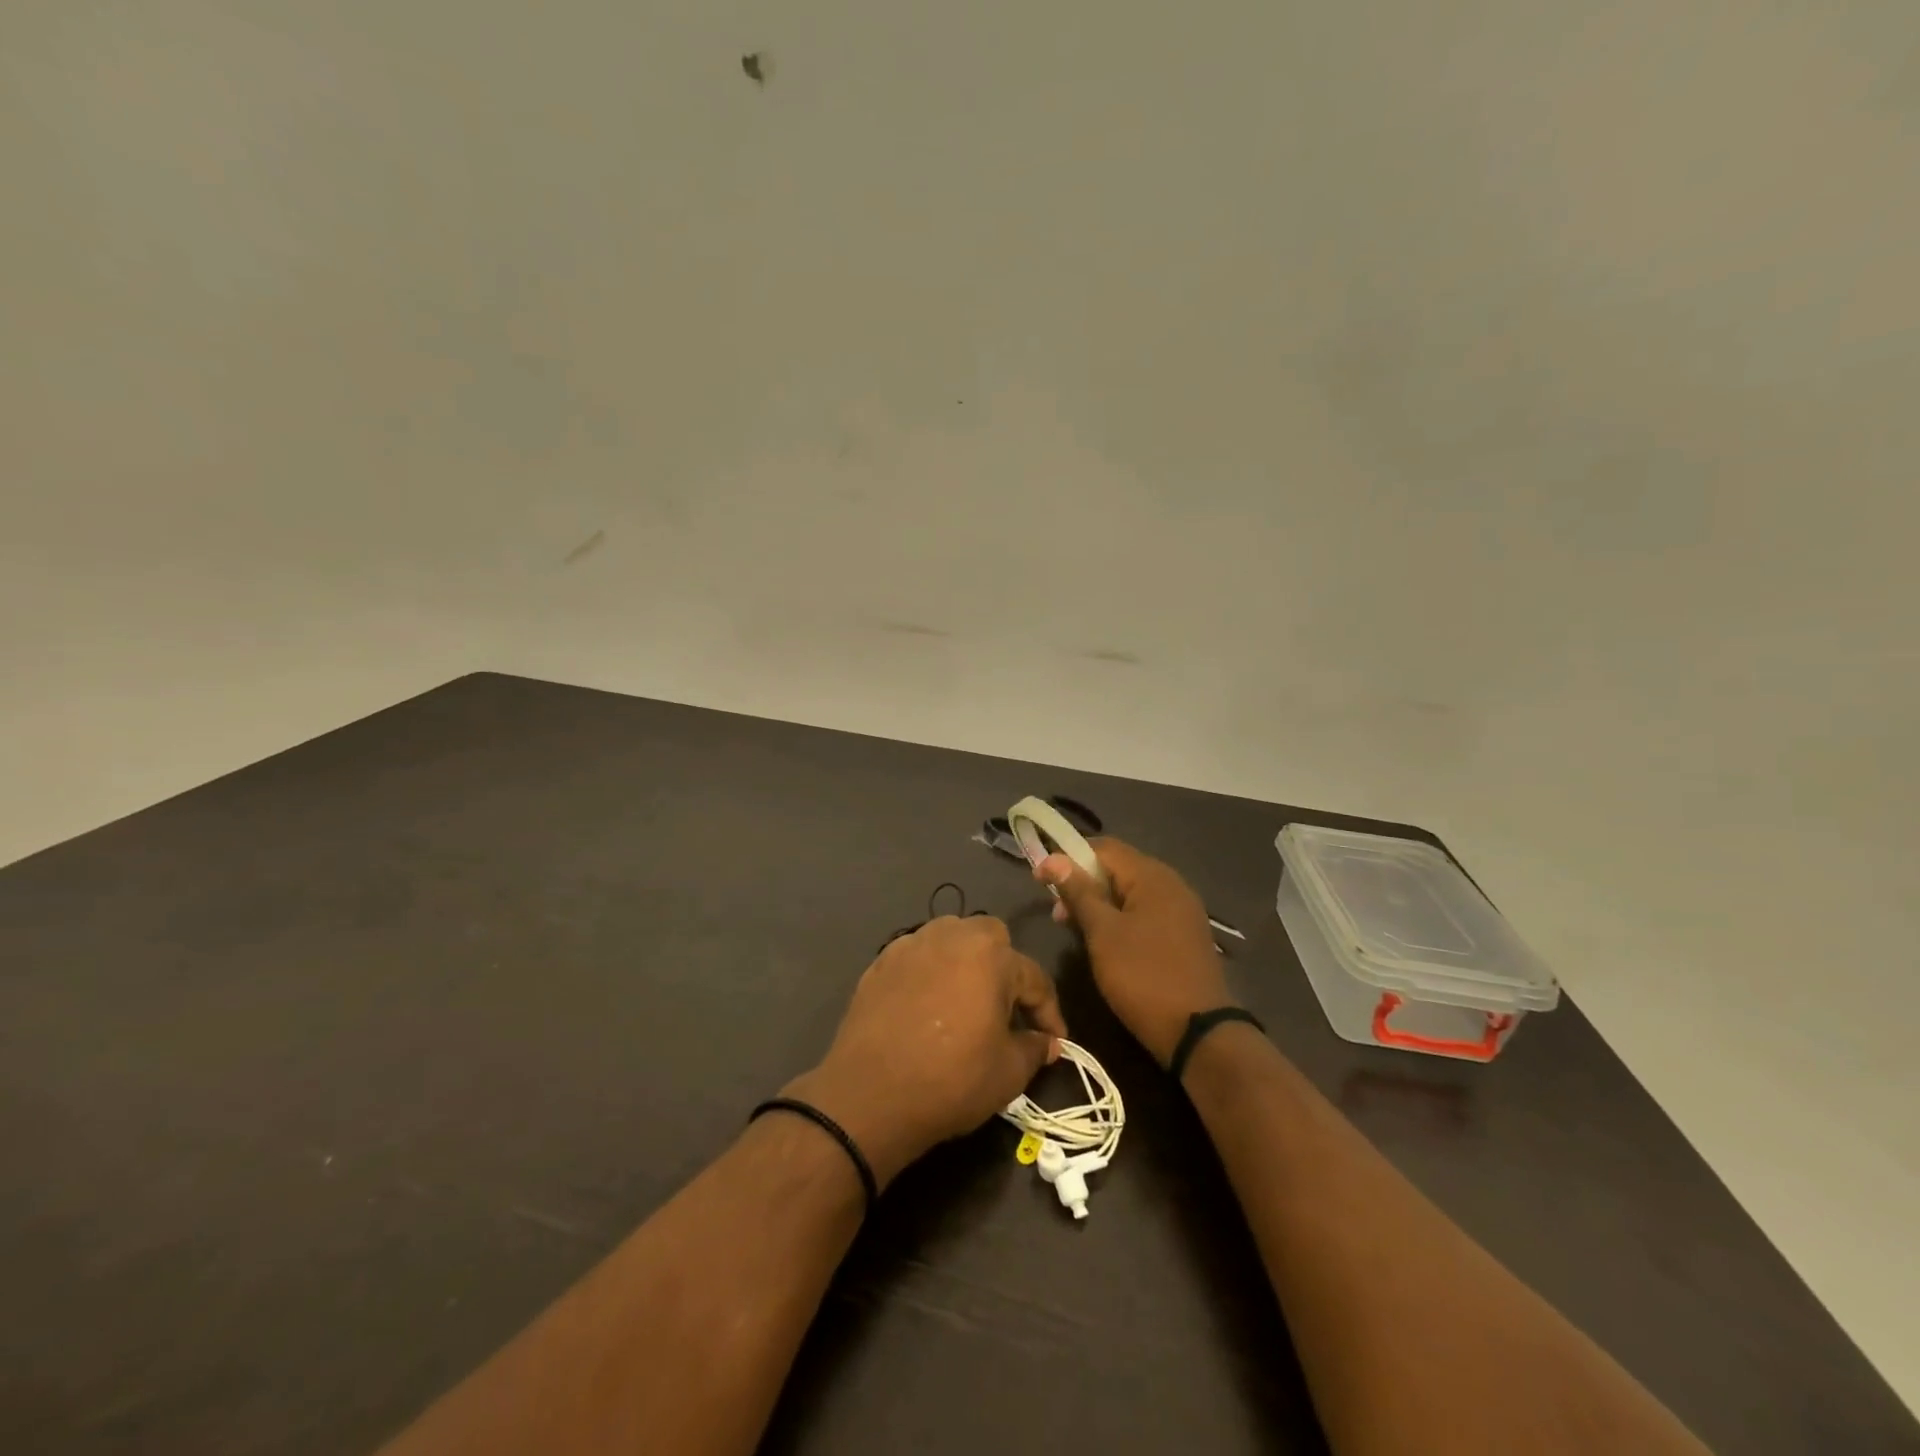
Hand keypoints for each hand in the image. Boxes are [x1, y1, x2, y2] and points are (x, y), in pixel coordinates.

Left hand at [786, 916, 1066, 1188]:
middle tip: (1006, 1010)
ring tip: (966, 1002)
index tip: (1055, 1041)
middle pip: (991, 938)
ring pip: (951, 939)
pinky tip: (928, 1006)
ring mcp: (911, 944)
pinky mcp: (881, 961)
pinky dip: (930, 973)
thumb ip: (1034, 1048)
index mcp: (991, 955)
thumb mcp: (1008, 1073)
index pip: (1034, 978)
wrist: (870, 1095)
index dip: (1049, 1013)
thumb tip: (1047, 1042)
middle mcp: (951, 936)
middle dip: (1006, 969)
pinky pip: (918, 956)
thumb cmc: (951, 1080)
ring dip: (966, 963)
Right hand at [1037, 838, 1234, 1066]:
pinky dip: (1120, 919)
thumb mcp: (1103, 933)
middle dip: (1083, 883)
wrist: (1199, 1033)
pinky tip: (1105, 941)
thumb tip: (1053, 859)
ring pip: (1130, 893)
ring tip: (1074, 929)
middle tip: (1056, 912)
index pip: (1104, 847)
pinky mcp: (1184, 935)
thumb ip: (1079, 892)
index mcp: (1152, 876)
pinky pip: (1145, 912)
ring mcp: (1181, 910)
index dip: (1068, 857)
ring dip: (1099, 903)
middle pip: (1118, 868)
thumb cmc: (1143, 976)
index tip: (1040, 879)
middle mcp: (1171, 884)